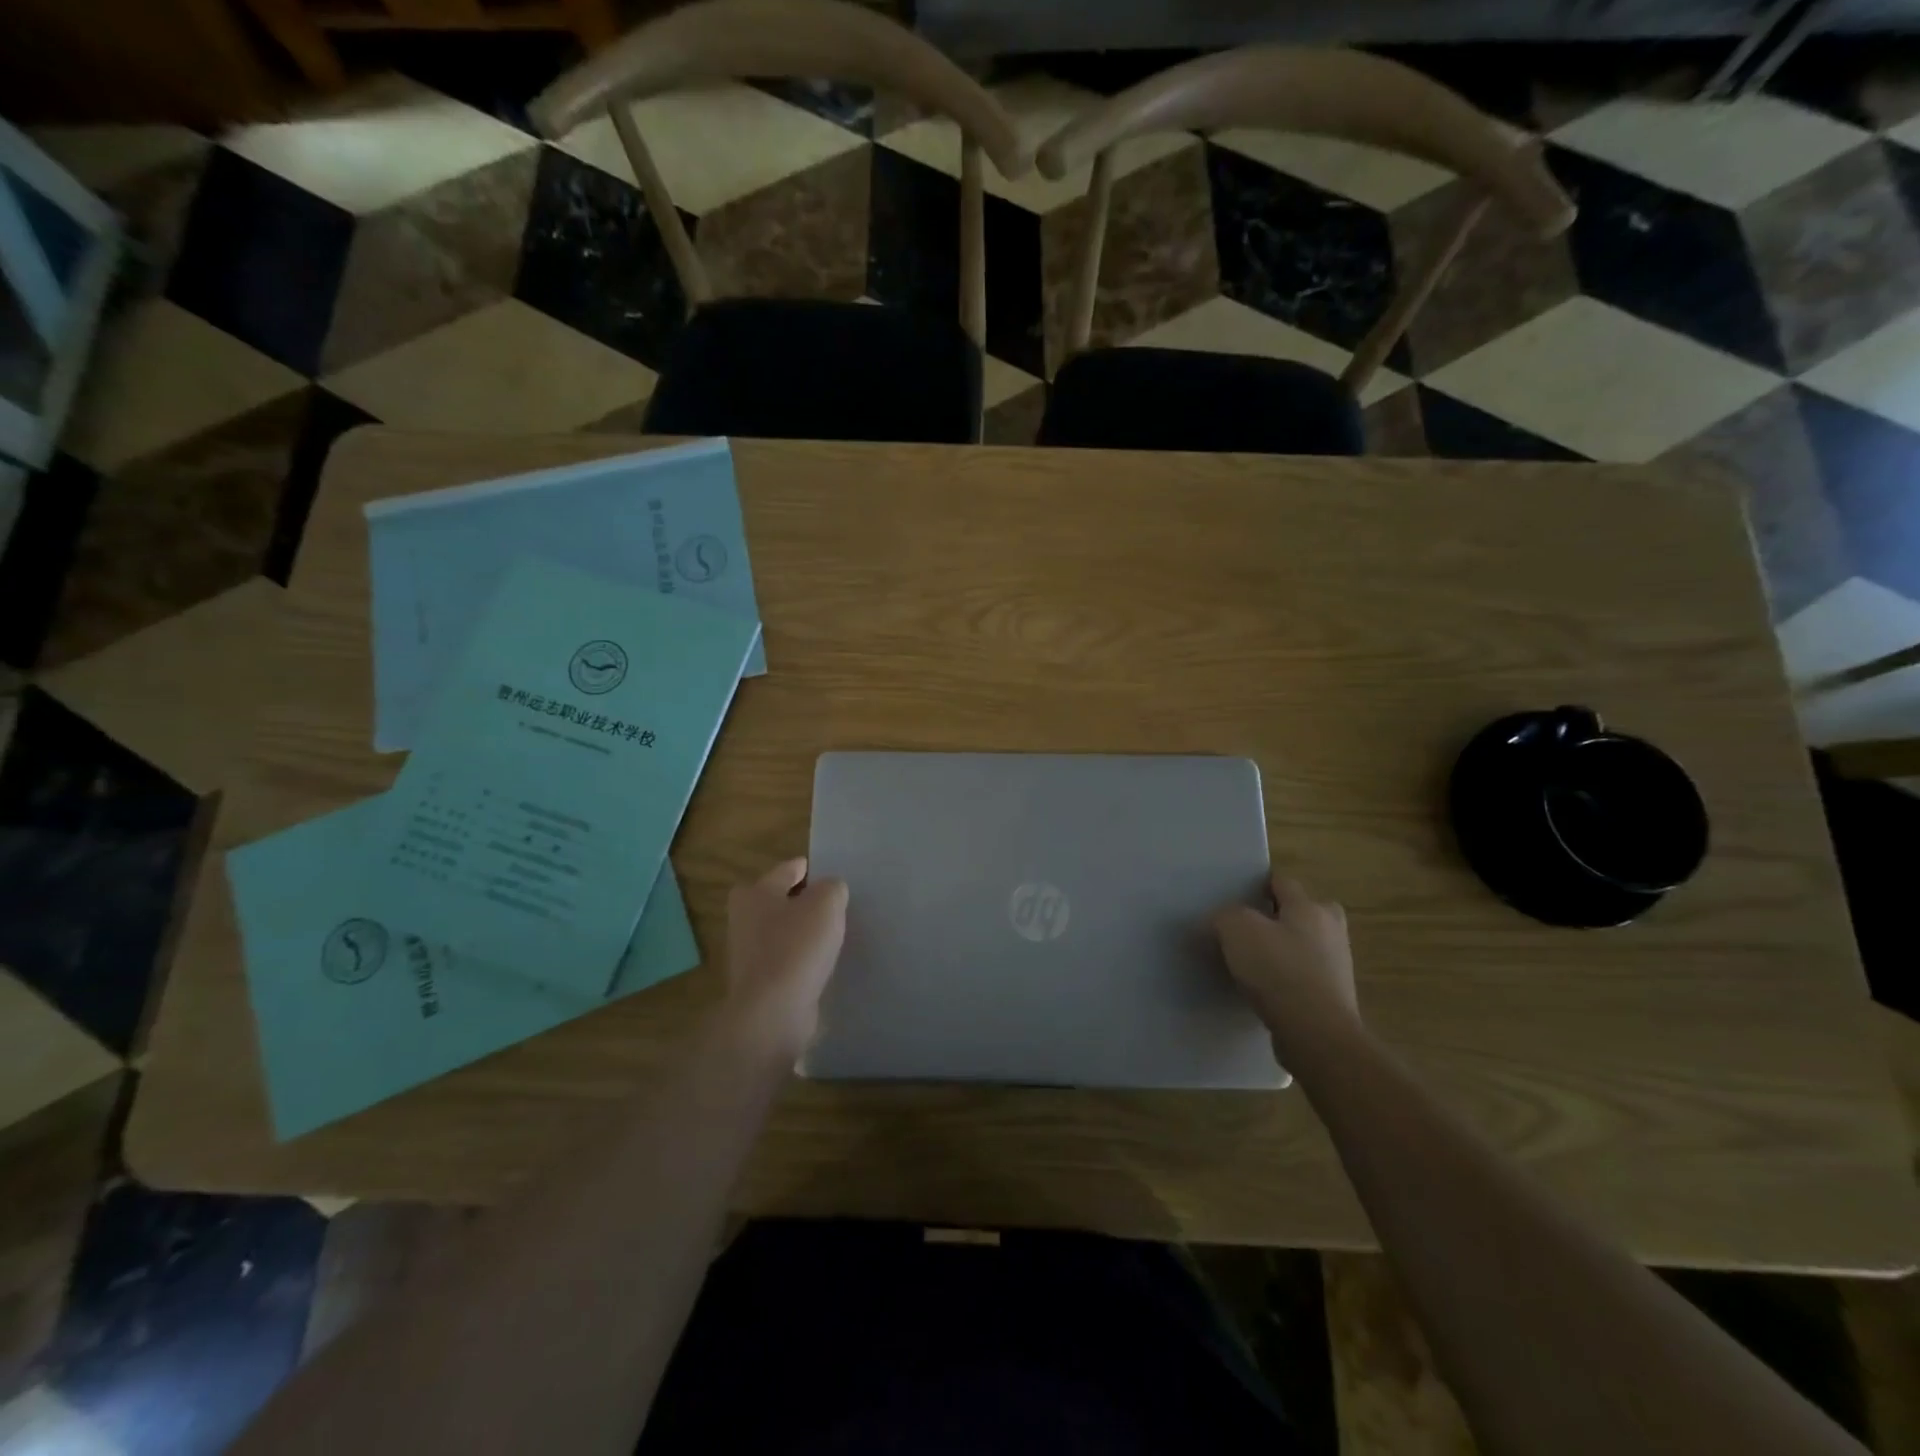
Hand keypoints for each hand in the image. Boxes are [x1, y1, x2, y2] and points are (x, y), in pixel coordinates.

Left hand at [724, 858, 848, 1050]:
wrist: (773, 1012)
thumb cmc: (797, 947)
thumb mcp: (826, 903)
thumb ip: (832, 888)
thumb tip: (830, 890)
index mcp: (756, 893)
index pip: (786, 870)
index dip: (807, 868)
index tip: (827, 871)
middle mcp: (745, 919)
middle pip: (778, 900)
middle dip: (800, 900)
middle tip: (830, 903)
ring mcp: (749, 954)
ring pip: (781, 931)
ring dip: (801, 931)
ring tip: (831, 933)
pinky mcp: (759, 982)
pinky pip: (785, 959)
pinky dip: (800, 958)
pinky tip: (821, 962)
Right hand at [1212, 871, 1358, 1042]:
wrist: (1316, 1034)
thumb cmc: (1278, 970)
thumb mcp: (1237, 930)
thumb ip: (1224, 917)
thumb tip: (1218, 922)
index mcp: (1310, 907)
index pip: (1282, 882)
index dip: (1258, 885)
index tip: (1235, 896)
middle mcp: (1330, 931)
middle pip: (1302, 912)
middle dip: (1280, 917)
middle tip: (1249, 928)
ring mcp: (1336, 967)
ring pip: (1304, 946)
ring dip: (1283, 951)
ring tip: (1251, 963)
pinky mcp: (1333, 999)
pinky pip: (1304, 978)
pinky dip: (1287, 980)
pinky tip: (1264, 991)